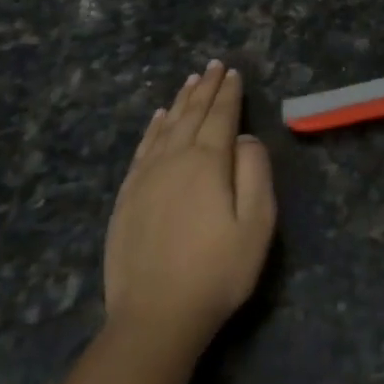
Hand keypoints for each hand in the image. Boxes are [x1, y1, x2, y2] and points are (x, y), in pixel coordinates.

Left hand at [105, 62, 276, 349]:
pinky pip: (142, 149)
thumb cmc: (218, 271)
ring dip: (180, 102)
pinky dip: (153, 128)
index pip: (221, 117)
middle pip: (192, 115)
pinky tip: (159, 118)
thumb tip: (246, 138)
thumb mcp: (256, 224)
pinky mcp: (127, 197)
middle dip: (206, 89)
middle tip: (213, 66)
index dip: (229, 94)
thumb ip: (255, 173)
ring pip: (166, 127)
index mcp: (208, 163)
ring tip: (191, 81)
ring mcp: (145, 178)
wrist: (155, 317)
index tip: (234, 72)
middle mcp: (174, 160)